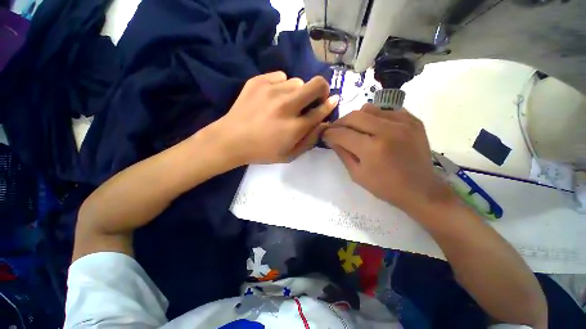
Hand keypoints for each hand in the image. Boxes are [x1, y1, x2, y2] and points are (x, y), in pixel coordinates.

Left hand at [209, 71, 338, 164]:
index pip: (321, 110)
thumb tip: (324, 123)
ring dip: (298, 92)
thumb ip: (310, 140)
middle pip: (316, 85)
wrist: (231, 140)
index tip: (333, 100)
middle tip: (317, 96)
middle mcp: (286, 106)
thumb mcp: (289, 155)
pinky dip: (282, 85)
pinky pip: (280, 76)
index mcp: (294, 127)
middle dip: (322, 89)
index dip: (330, 104)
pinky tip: (273, 96)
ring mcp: (271, 91)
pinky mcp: (258, 82)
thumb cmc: (262, 151)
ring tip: (287, 102)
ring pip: (297, 82)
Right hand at [323, 104, 456, 215]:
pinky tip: (375, 128)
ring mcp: (403, 122)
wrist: (421, 189)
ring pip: (369, 108)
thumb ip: (342, 153)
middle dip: (340, 123)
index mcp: (372, 149)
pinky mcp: (413, 120)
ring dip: (357, 118)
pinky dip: (375, 117)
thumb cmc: (385, 187)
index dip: (329, 133)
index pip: (341, 133)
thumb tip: (331, 138)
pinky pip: (386, 110)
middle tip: (337, 130)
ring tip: (356, 129)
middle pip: (354, 116)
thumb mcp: (357, 174)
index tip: (324, 135)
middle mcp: (387, 130)